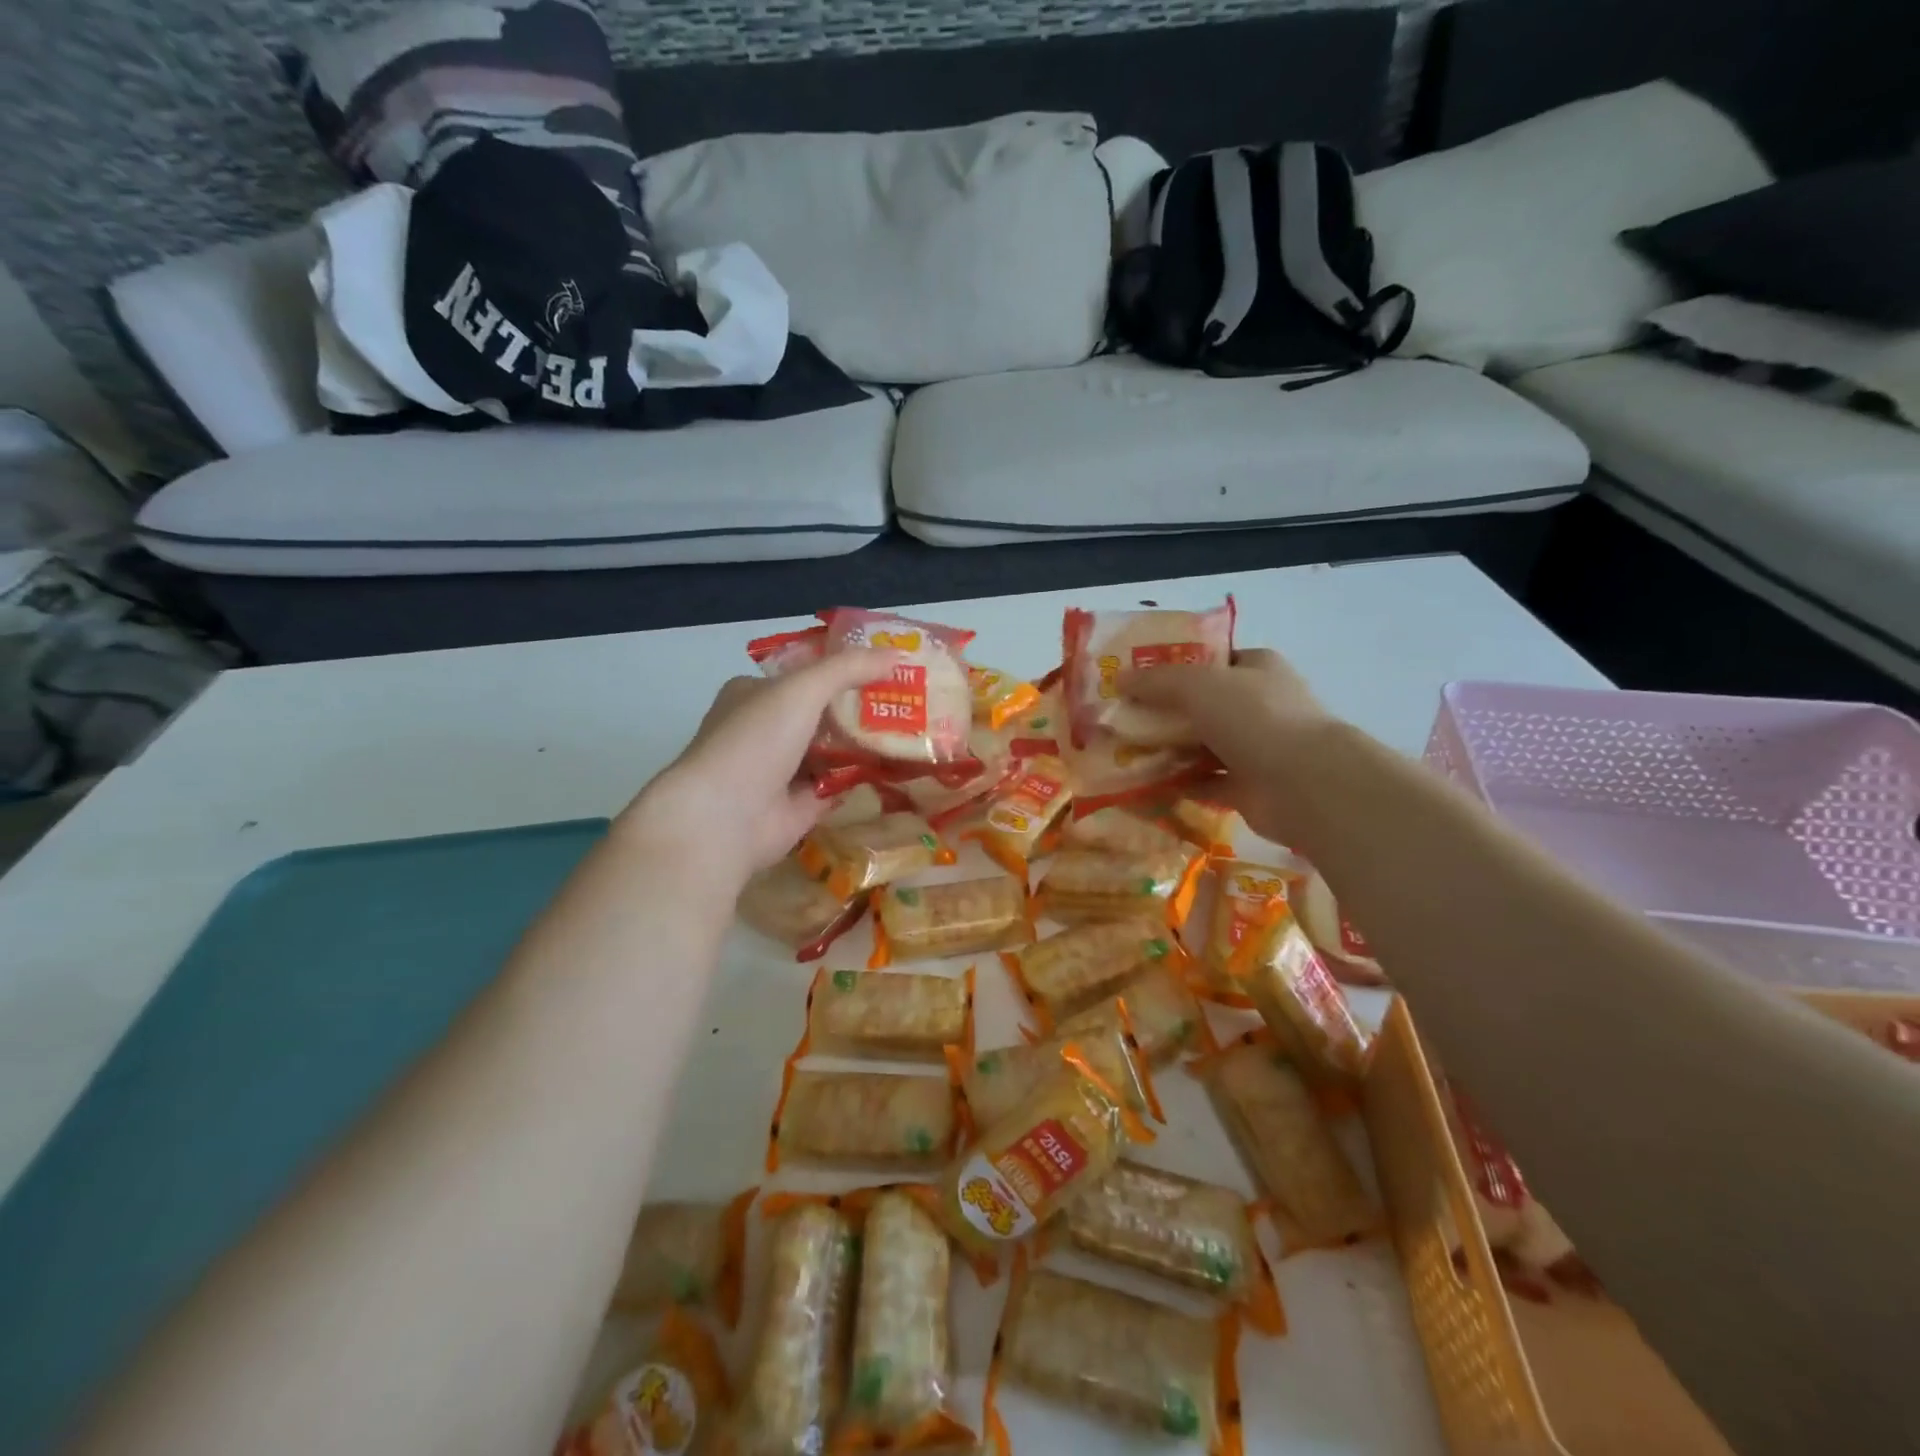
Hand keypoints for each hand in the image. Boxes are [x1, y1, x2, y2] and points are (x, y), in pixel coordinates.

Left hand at [617, 649, 901, 886]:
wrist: (725, 817)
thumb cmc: (756, 740)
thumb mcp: (802, 689)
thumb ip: (848, 669)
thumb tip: (898, 655)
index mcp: (754, 695)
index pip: (804, 675)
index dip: (844, 668)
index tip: (886, 666)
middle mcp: (765, 731)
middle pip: (822, 713)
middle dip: (861, 708)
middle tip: (908, 700)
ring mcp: (781, 771)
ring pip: (832, 751)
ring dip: (865, 744)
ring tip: (913, 731)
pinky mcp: (798, 807)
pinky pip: (838, 786)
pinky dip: (863, 779)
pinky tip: (898, 768)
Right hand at [1119, 648, 1337, 845]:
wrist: (1303, 784)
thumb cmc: (1254, 718)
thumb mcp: (1197, 685)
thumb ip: (1157, 680)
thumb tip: (1120, 679)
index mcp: (1256, 668)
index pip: (1211, 659)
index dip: (1174, 665)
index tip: (1135, 677)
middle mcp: (1258, 705)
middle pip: (1201, 704)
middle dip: (1163, 712)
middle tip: (1119, 718)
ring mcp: (1255, 748)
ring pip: (1200, 745)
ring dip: (1166, 750)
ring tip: (1123, 752)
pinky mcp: (1247, 787)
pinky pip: (1203, 782)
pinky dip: (1177, 784)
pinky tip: (1144, 784)